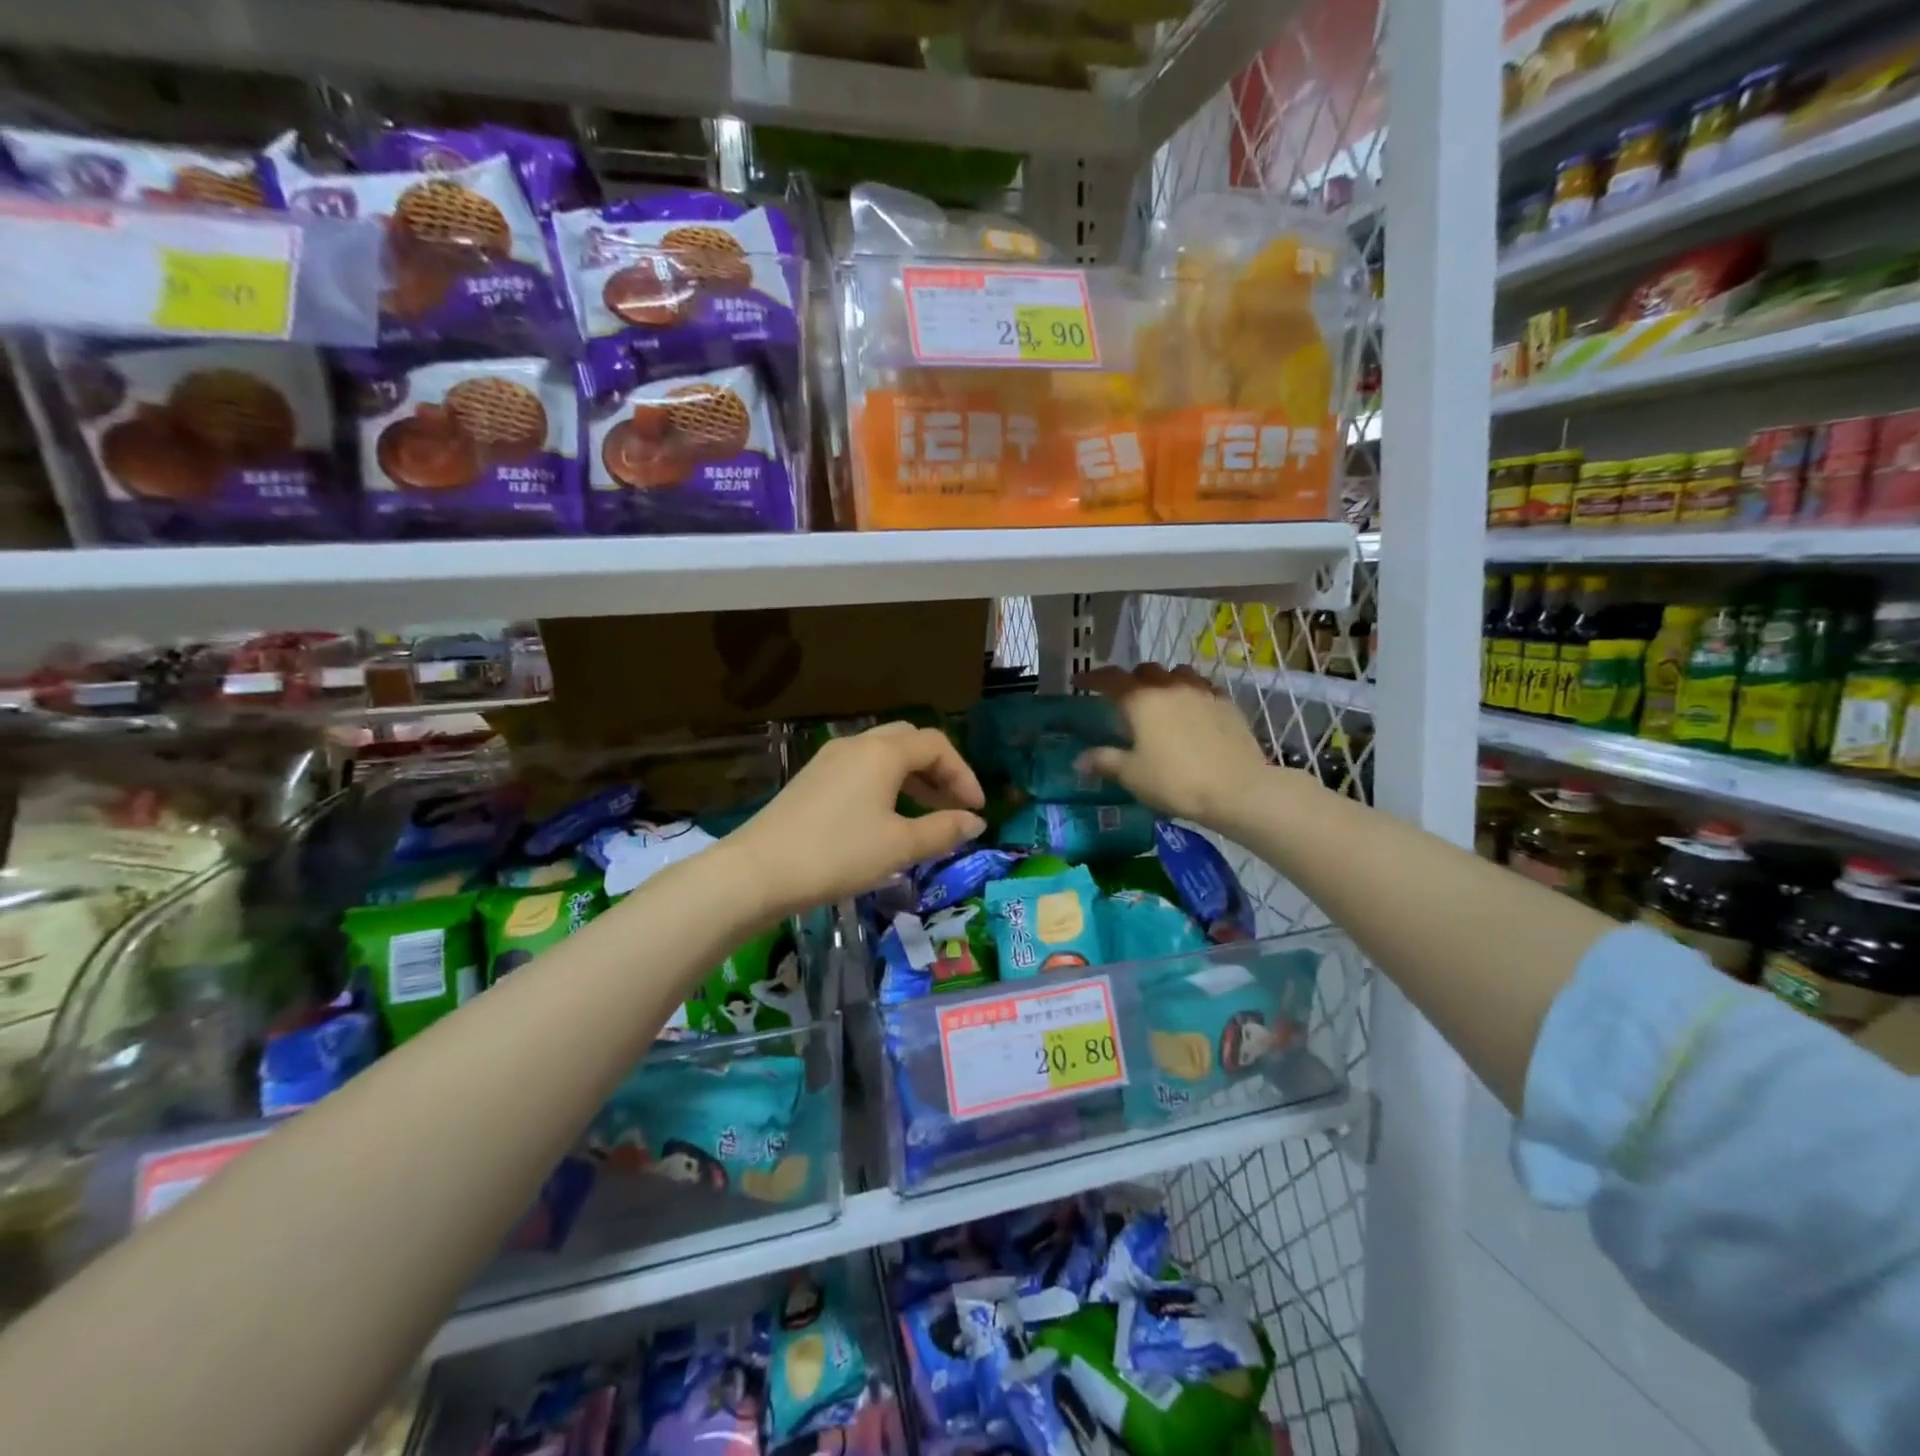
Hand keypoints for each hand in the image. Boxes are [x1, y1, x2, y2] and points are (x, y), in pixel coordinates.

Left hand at [728, 722, 986, 919]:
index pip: (937, 745)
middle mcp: (856, 745)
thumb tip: (975, 822)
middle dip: (938, 770)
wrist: (758, 871)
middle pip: (909, 741)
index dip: (963, 774)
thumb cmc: (837, 854)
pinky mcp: (811, 778)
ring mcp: (829, 759)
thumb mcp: (899, 846)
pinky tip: (886, 817)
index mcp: (882, 752)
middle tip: (953, 805)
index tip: (976, 809)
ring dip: (912, 777)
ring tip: (926, 814)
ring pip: (883, 755)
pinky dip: (885, 784)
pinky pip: (860, 769)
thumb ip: (943, 830)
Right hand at [1075, 664, 1274, 829]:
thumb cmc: (1175, 781)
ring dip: (1165, 681)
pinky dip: (1193, 694)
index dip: (1092, 678)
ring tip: (1162, 699)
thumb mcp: (1132, 775)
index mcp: (1141, 700)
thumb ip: (1104, 761)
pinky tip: (1194, 712)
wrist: (1237, 789)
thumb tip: (1079, 759)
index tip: (1079, 682)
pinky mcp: (1228, 705)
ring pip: (1179, 673)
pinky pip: (1205, 689)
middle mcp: (1171, 687)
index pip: (1110, 679)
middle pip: (1146, 670)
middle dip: (1132, 679)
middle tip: (1125, 697)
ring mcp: (1203, 692)